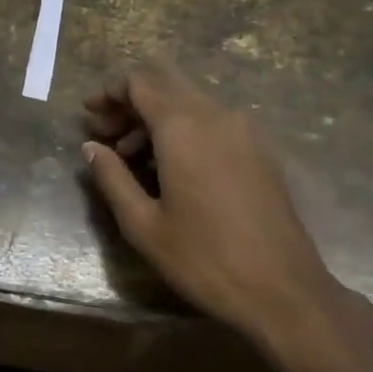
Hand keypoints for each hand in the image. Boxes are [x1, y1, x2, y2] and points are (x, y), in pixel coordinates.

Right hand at [81, 63, 341, 348]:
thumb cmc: (204, 259)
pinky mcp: (261, 150)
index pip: (140, 81)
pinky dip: (185, 129)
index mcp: (183, 127)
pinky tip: (172, 167)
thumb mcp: (143, 225)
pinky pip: (214, 121)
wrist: (283, 291)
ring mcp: (245, 130)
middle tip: (106, 134)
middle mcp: (216, 115)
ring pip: (191, 102)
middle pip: (166, 84)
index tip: (89, 116)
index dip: (110, 91)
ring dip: (157, 117)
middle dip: (131, 102)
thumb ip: (112, 178)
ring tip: (131, 157)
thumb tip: (91, 147)